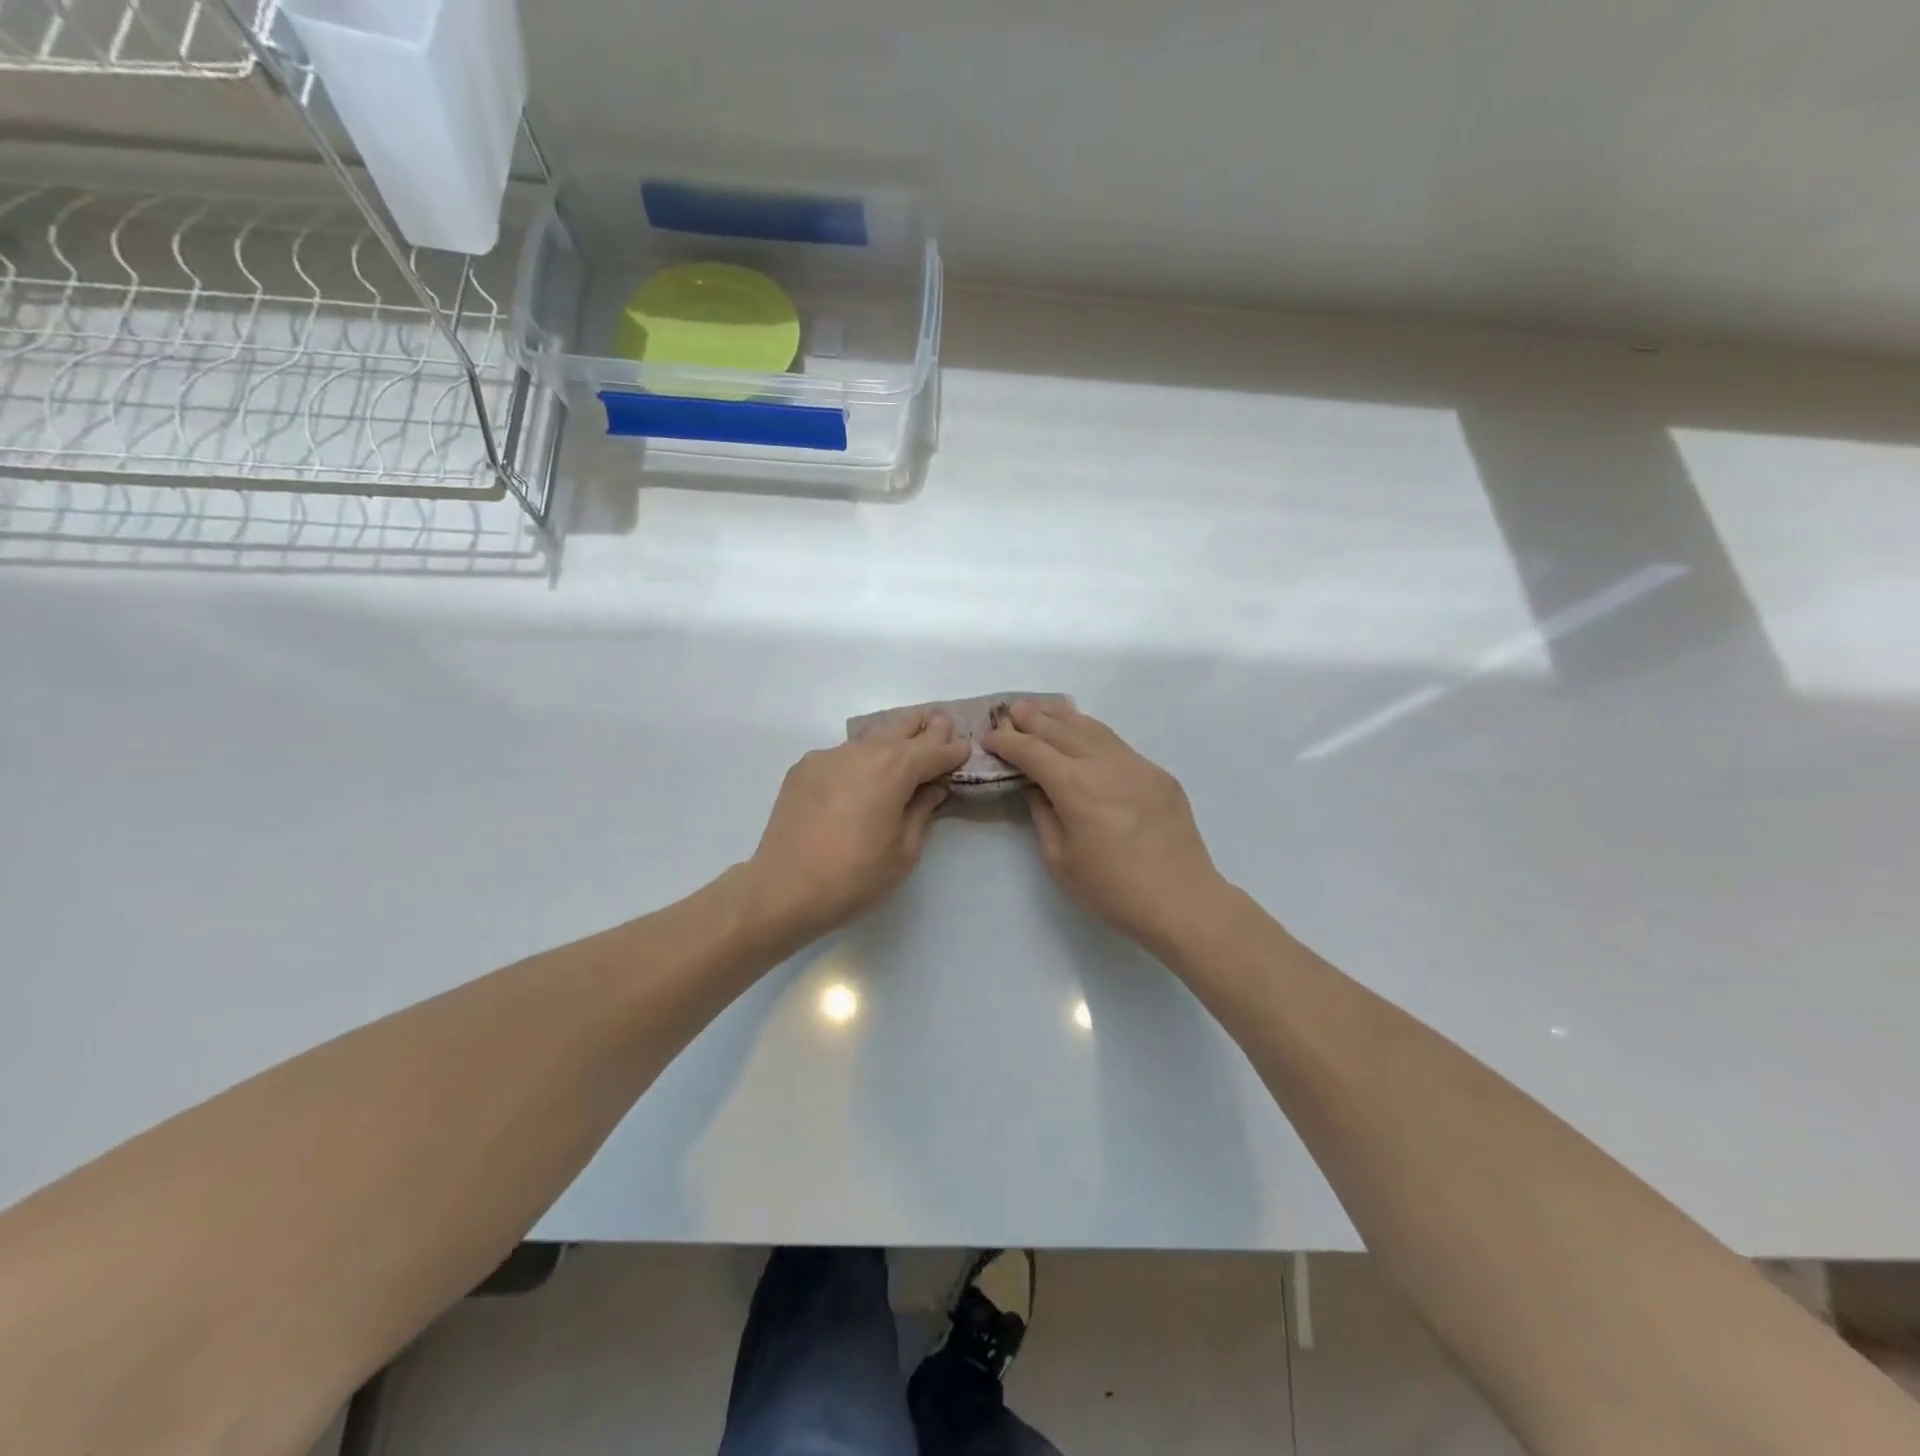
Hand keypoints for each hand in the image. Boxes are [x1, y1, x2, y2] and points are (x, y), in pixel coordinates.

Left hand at [742, 709, 971, 950]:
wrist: (784, 888)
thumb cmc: (855, 876)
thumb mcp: (904, 851)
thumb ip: (922, 811)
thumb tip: (932, 788)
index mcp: (895, 769)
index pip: (934, 749)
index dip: (954, 749)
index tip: (965, 748)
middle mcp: (864, 751)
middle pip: (902, 727)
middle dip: (925, 727)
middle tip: (941, 725)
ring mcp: (829, 756)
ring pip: (870, 737)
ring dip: (892, 739)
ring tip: (904, 744)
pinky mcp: (804, 768)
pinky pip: (842, 754)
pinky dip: (859, 758)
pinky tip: (860, 777)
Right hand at [984, 701, 1224, 953]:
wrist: (1181, 899)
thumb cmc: (1112, 888)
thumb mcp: (1060, 859)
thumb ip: (1042, 814)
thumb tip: (1034, 786)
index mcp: (1074, 785)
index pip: (1031, 750)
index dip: (1006, 741)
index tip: (988, 737)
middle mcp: (1103, 763)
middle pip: (1061, 729)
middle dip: (1032, 718)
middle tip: (1011, 710)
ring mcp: (1135, 764)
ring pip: (1092, 728)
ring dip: (1063, 717)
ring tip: (1043, 710)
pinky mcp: (1157, 773)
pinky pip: (1117, 743)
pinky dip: (1092, 732)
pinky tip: (1084, 735)